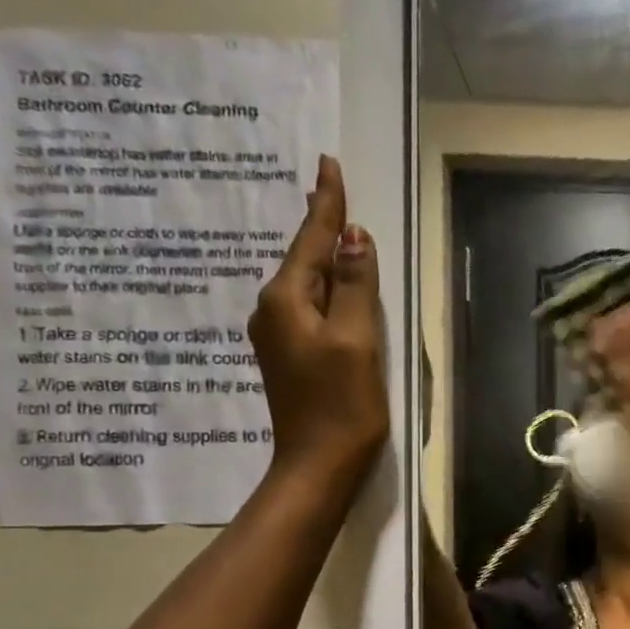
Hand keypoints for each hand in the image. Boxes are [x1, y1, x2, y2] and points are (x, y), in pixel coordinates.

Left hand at [248, 155, 387, 499]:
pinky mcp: (291, 355)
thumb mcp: (357, 341)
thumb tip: (354, 237)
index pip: (310, 240)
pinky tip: (336, 285)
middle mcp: (273, 310)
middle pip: (304, 258)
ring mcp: (278, 335)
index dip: (325, 204)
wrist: (318, 464)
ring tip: (339, 229)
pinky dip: (326, 288)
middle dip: (321, 225)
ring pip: (307, 283)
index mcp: (286, 300)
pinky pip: (309, 306)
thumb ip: (356, 287)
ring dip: (324, 258)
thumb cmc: (342, 403)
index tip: (327, 164)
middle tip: (334, 187)